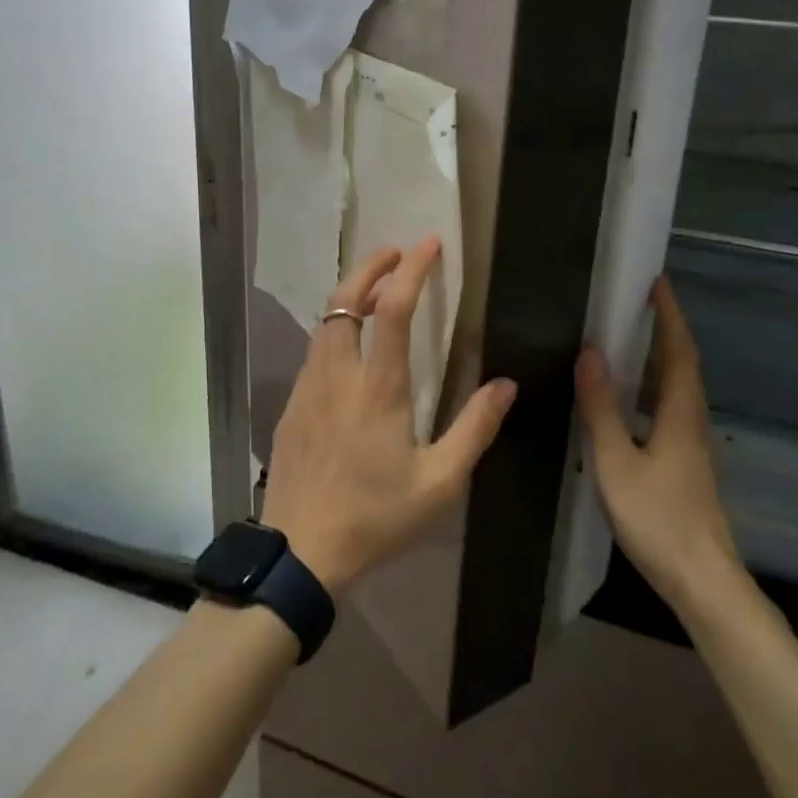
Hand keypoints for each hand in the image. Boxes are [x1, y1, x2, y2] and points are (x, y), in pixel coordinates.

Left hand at [260, 237, 517, 598]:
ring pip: (324, 323)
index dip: (412, 270)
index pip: (392, 309)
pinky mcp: (291, 406)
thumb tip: (505, 384)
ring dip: (350, 296)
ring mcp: (308, 388)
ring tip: (376, 291)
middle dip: (370, 266)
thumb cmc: (375, 517)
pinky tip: (349, 347)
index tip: (429, 244)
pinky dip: (334, 329)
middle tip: (395, 252)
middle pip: (344, 299)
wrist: (299, 552)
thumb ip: (475, 429)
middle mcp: (338, 374)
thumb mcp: (440, 482)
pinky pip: (314, 351)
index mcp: (378, 387)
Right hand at [574, 276, 744, 607]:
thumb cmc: (658, 519)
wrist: (703, 582)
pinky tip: (629, 402)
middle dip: (665, 329)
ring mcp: (692, 445)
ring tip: (629, 340)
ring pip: (678, 388)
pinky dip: (652, 388)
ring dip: (660, 358)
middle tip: (638, 303)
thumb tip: (589, 353)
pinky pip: (669, 409)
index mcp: (680, 414)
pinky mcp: (685, 465)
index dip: (669, 315)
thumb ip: (601, 408)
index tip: (657, 282)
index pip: (678, 350)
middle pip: (683, 364)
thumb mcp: (616, 462)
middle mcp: (692, 421)